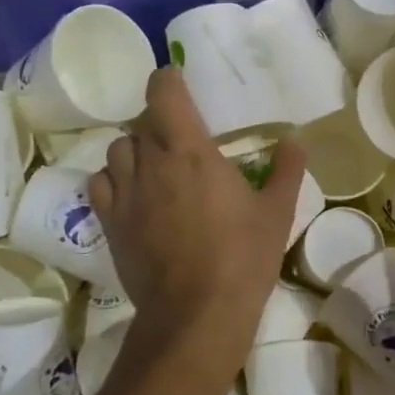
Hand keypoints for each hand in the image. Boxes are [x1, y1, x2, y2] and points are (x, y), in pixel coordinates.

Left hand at [89, 69, 305, 367]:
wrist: (196, 314)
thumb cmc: (242, 258)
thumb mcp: (278, 213)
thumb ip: (287, 171)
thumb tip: (295, 141)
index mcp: (190, 151)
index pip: (163, 92)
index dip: (168, 80)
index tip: (179, 83)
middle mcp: (150, 163)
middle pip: (141, 121)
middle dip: (159, 121)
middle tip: (183, 137)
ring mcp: (125, 194)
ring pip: (117, 150)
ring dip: (136, 149)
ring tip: (156, 166)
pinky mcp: (110, 223)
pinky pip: (100, 184)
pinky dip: (113, 179)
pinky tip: (133, 194)